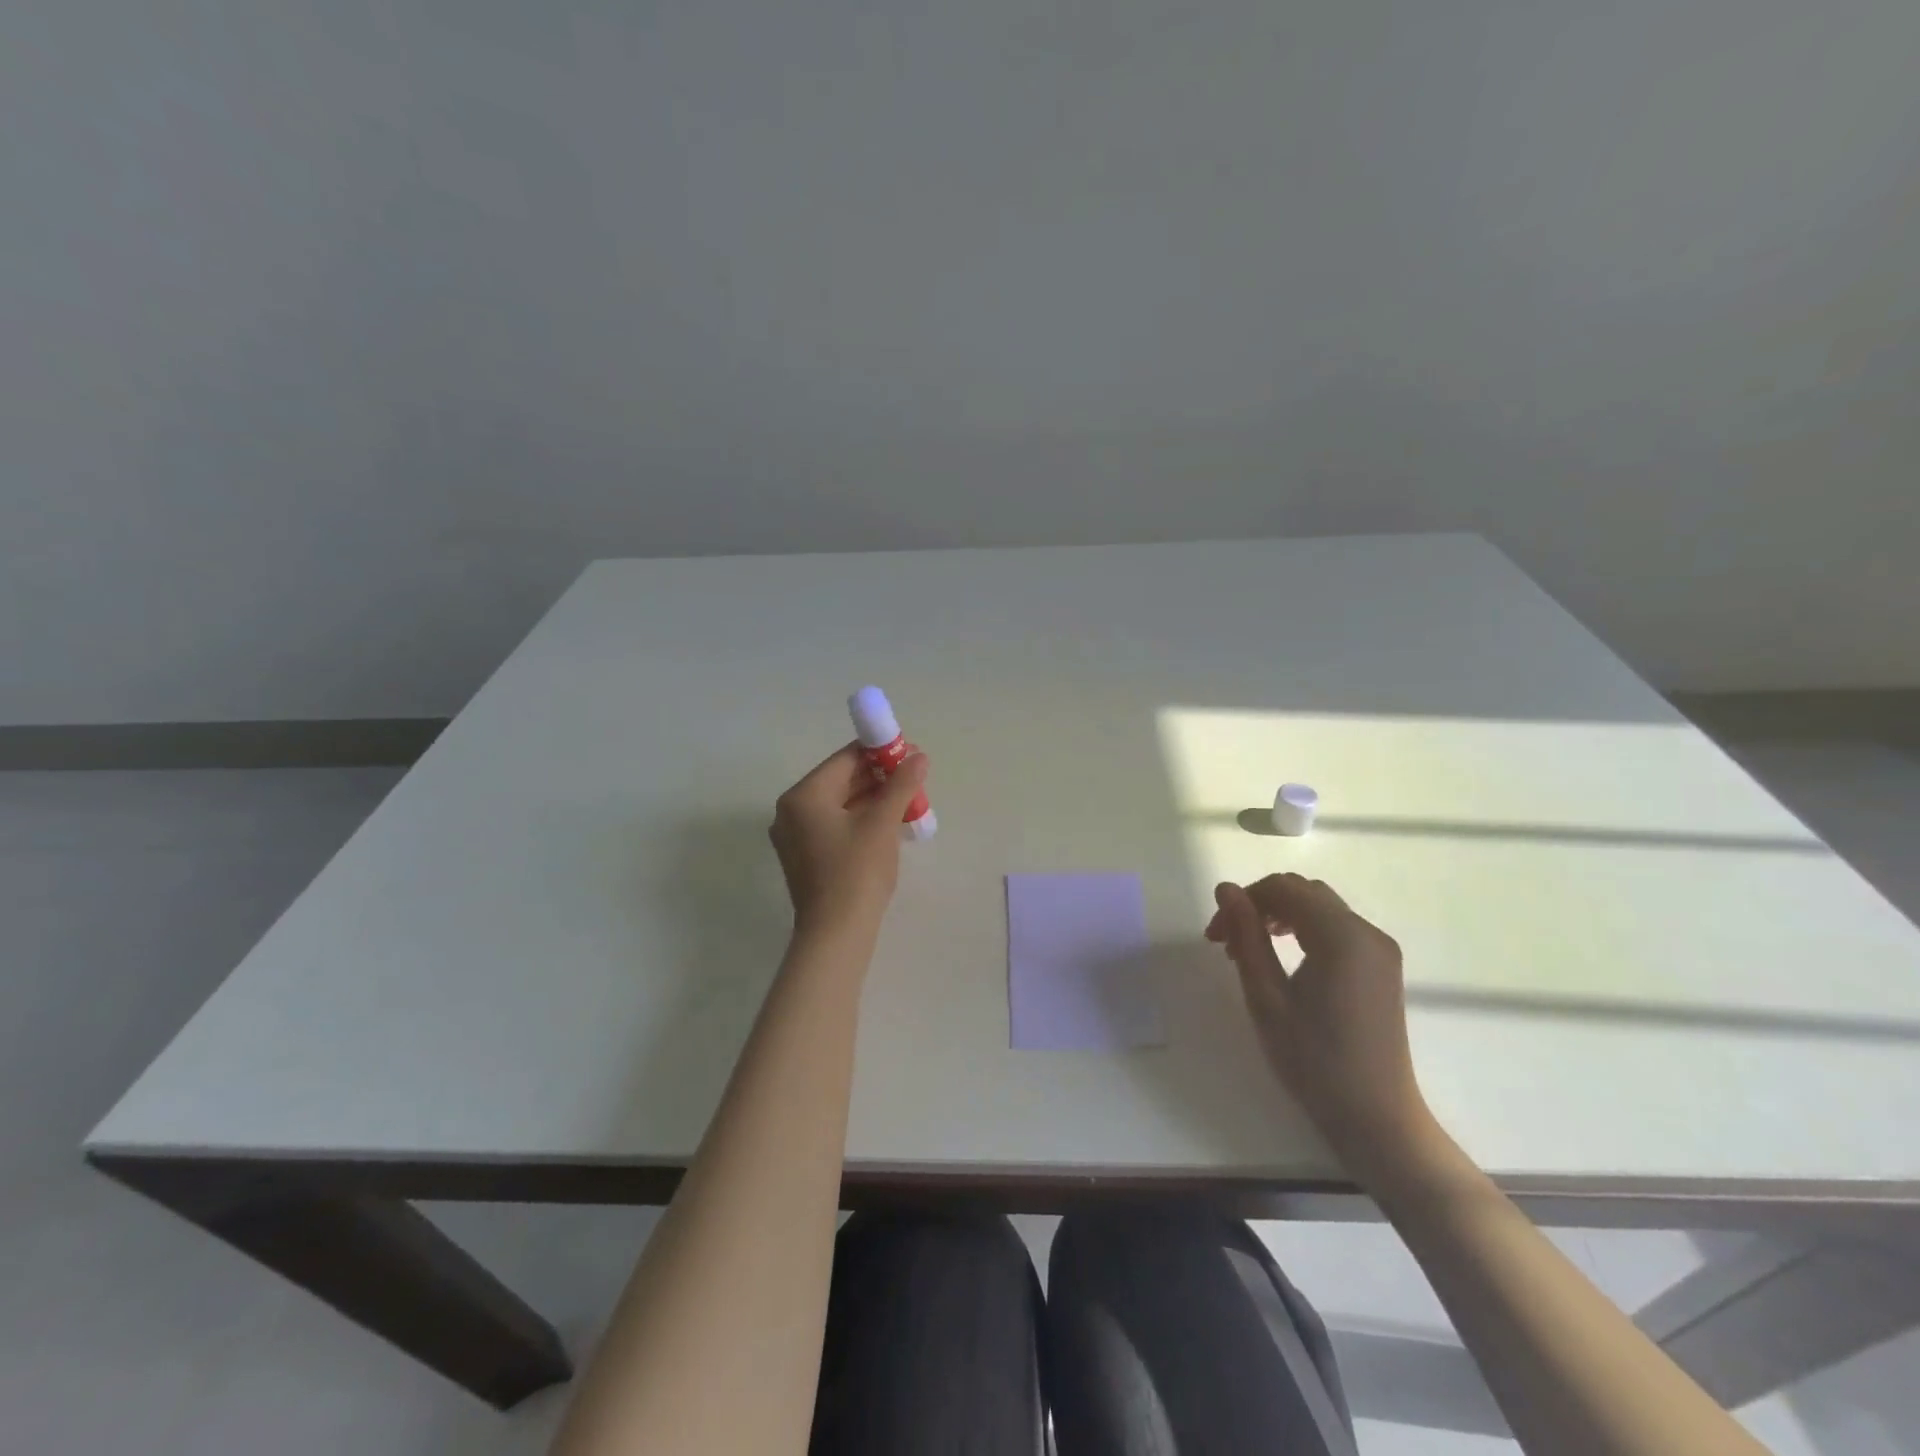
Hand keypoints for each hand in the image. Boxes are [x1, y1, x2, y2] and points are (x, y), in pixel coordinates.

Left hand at [769, 743, 929, 937]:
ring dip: (874, 798)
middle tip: (914, 777)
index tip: (911, 753)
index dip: (880, 752)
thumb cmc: (857, 872)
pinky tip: (890, 822)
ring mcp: (796, 836)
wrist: (836, 934)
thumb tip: (919, 756)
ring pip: (840, 804)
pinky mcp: (805, 857)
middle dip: (879, 777)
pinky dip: (861, 819)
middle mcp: (791, 811)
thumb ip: (900, 784)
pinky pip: (835, 825)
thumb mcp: (882, 823)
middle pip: (840, 780)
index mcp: (803, 795)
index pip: (845, 759)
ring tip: (909, 799)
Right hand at [1206, 873, 1437, 1176]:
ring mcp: (1379, 948)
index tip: (1214, 936)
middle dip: (1259, 906)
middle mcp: (1367, 931)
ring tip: (1248, 950)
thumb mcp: (1266, 996)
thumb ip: (1246, 935)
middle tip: (1226, 942)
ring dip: (1279, 916)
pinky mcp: (1382, 966)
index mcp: (1341, 936)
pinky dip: (1303, 930)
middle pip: (1302, 892)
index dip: (1242, 901)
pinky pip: (1336, 927)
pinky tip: (1283, 958)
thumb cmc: (1314, 1060)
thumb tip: (1225, 889)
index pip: (1282, 889)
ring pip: (1319, 907)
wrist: (1376, 1118)